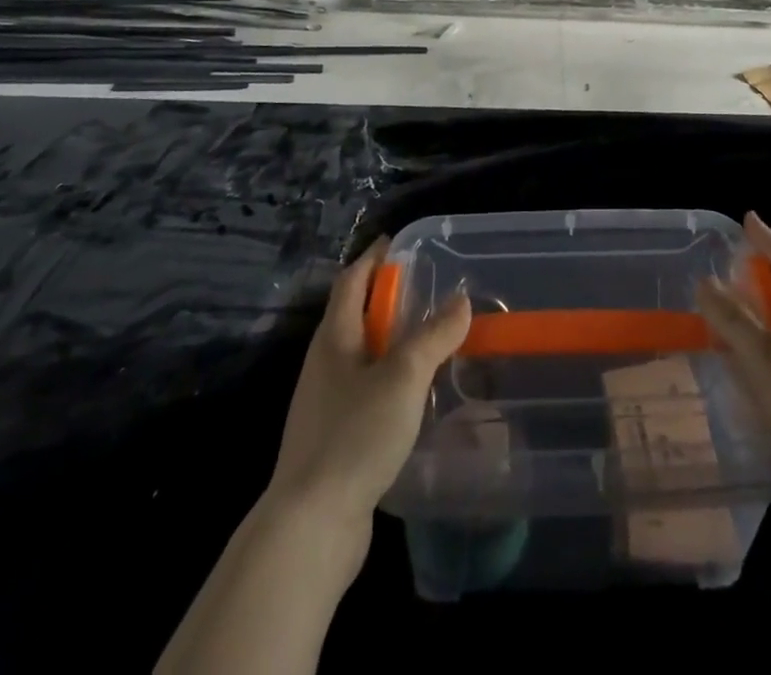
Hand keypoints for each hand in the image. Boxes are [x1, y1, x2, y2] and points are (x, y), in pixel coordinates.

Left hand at [265, 239, 471, 542]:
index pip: (352, 280)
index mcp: (334, 338)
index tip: (398, 243)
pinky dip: (391, 381)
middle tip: (428, 291)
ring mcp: (327, 404)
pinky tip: (416, 397)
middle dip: (387, 299)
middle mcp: (325, 364)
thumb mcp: (403, 376)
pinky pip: (367, 392)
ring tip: (430, 341)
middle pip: (355, 316)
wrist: (310, 526)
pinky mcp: (334, 439)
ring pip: (363, 357)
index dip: (374, 258)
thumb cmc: (355, 435)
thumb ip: (433, 335)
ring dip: (392, 342)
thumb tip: (460, 299)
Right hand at [698, 212, 770, 560]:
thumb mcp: (768, 360)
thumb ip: (734, 321)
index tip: (748, 219)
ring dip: (757, 339)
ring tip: (721, 338)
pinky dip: (763, 380)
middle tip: (723, 281)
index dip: (768, 240)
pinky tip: (741, 395)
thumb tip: (706, 281)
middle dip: (759, 290)